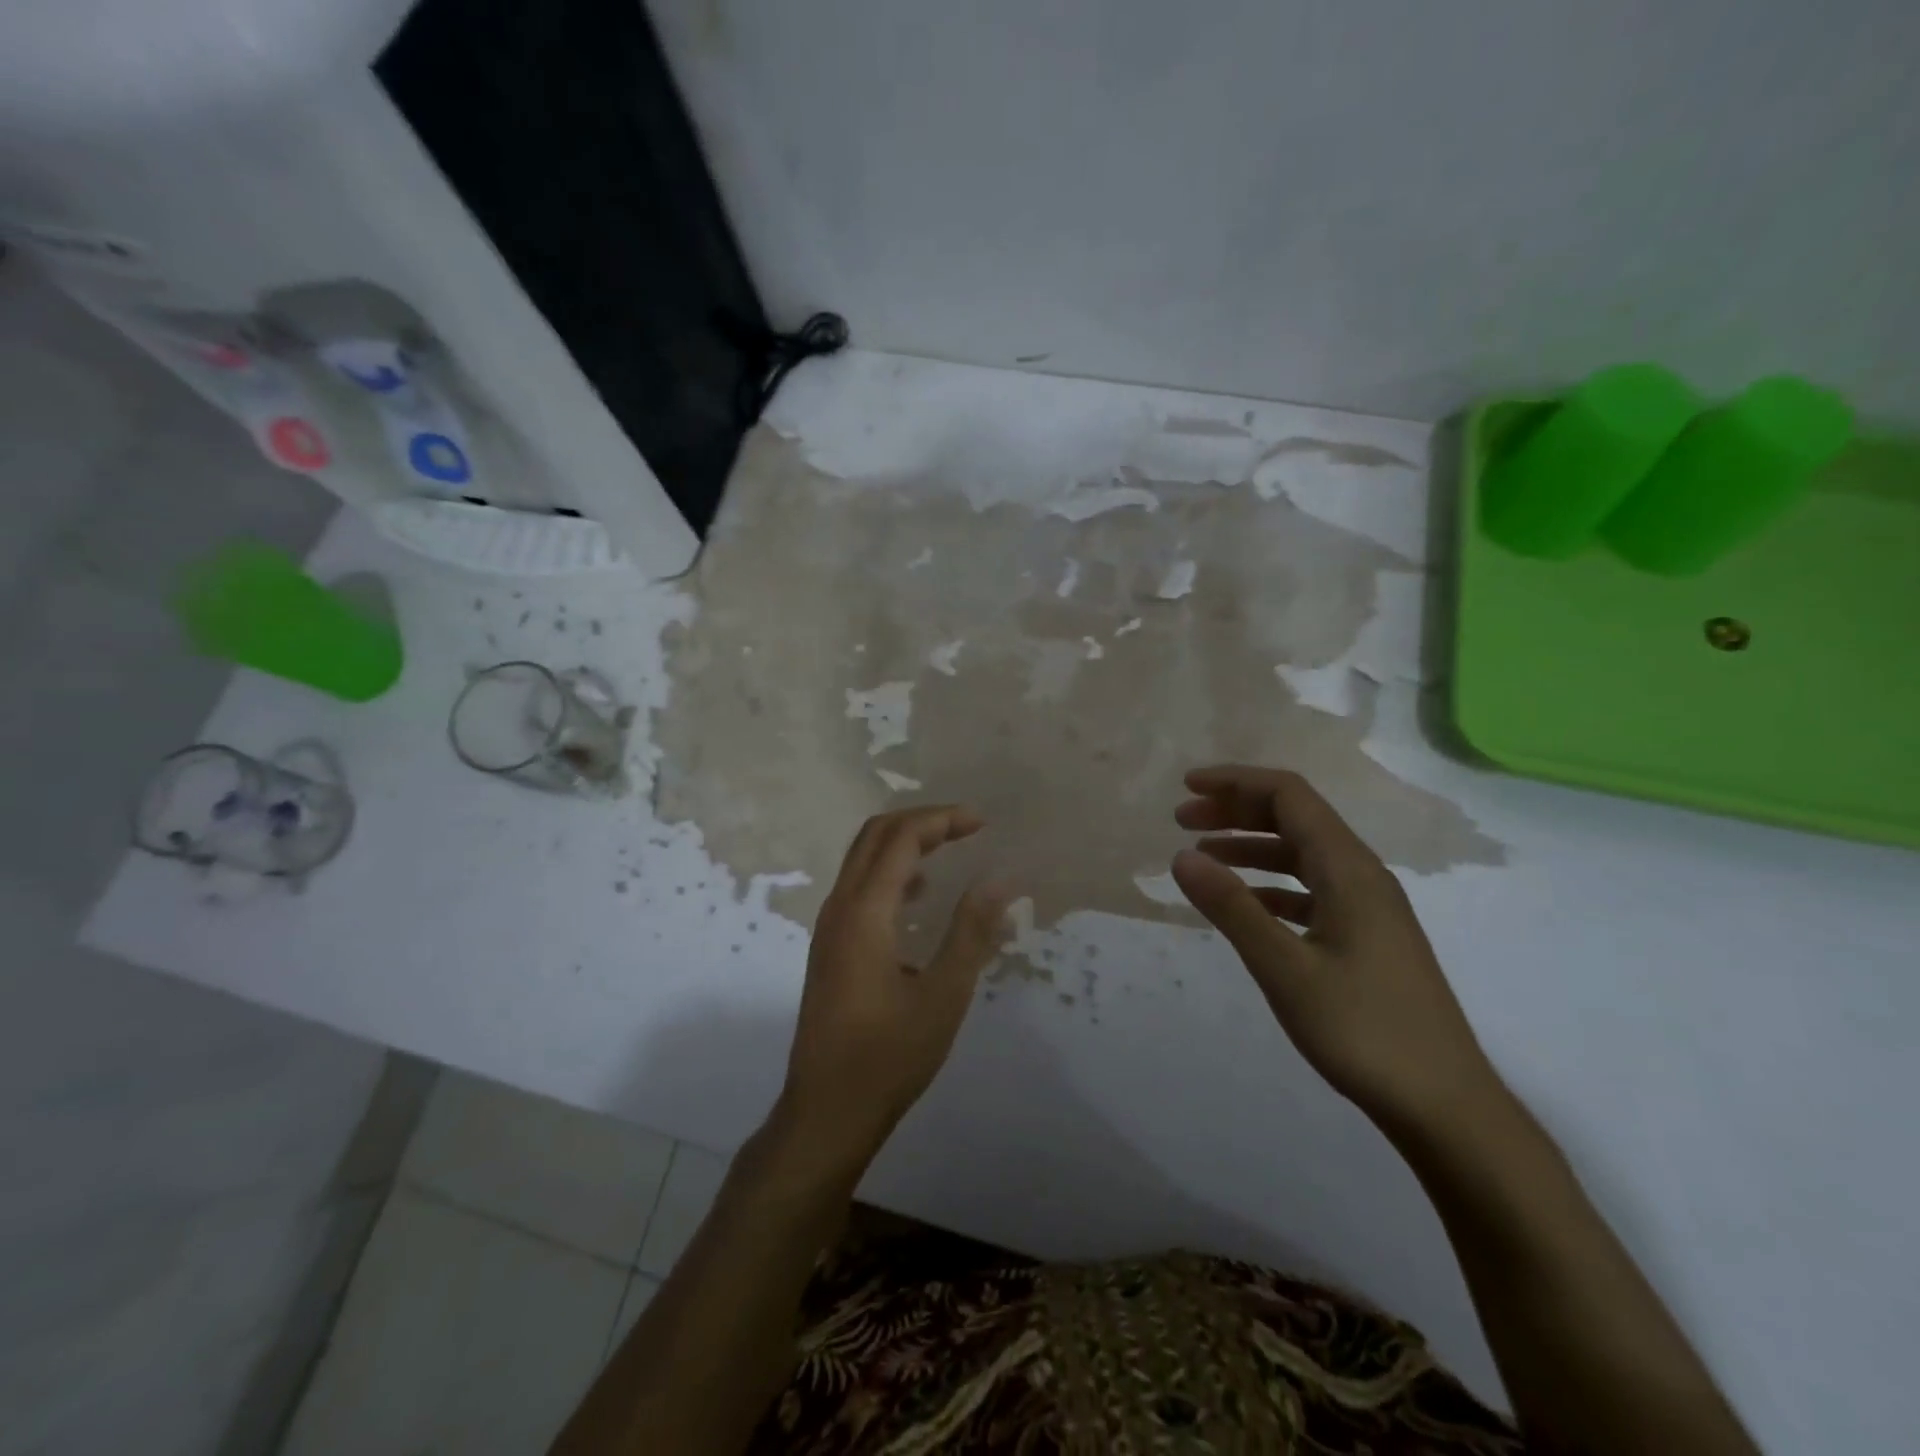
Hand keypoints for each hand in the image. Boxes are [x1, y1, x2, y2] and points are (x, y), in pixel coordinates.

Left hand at [777, 806, 1011, 1175]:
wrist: (826, 1111)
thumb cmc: (889, 1056)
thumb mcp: (944, 995)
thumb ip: (971, 932)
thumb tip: (999, 880)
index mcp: (864, 912)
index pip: (901, 838)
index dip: (942, 820)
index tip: (982, 823)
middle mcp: (839, 908)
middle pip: (875, 836)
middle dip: (922, 821)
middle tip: (967, 827)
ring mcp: (829, 927)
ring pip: (863, 859)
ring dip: (905, 843)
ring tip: (950, 850)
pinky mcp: (829, 947)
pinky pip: (859, 887)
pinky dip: (892, 872)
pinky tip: (921, 897)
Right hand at [1170, 765, 1500, 1137]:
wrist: (1444, 1105)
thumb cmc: (1363, 1031)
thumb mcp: (1285, 968)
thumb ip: (1232, 907)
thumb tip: (1181, 856)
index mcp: (1349, 870)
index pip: (1289, 795)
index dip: (1236, 782)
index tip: (1187, 786)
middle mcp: (1362, 875)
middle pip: (1295, 818)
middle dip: (1237, 810)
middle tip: (1183, 820)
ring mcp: (1368, 908)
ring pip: (1302, 854)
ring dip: (1251, 846)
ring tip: (1202, 856)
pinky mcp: (1367, 937)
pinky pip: (1310, 889)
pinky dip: (1270, 884)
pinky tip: (1245, 904)